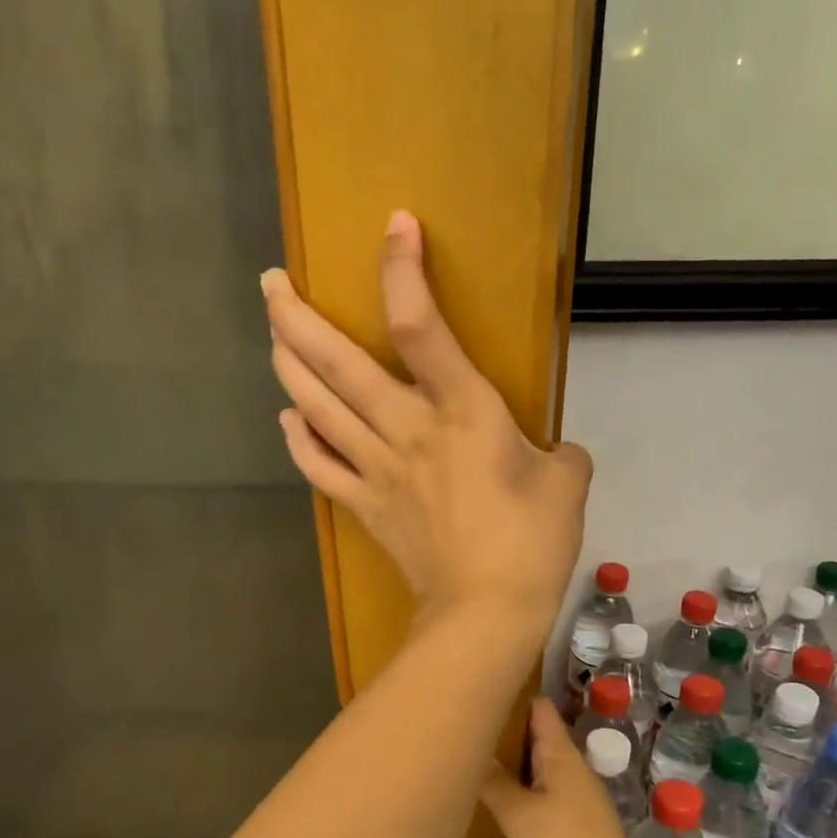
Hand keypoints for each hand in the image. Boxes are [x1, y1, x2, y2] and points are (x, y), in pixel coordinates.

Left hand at [263, 211, 590, 627]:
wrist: (485, 611)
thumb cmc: (531, 542)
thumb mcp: (566, 483)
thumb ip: (559, 454)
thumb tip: (551, 453)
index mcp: (462, 411)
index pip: (420, 326)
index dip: (402, 272)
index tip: (394, 226)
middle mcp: (407, 430)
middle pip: (338, 364)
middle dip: (297, 318)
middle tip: (270, 283)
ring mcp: (377, 469)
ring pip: (318, 409)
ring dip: (288, 367)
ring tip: (272, 336)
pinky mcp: (365, 506)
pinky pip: (320, 468)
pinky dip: (300, 441)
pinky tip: (288, 419)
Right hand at [481, 700, 649, 837]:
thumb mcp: (518, 815)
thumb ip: (494, 781)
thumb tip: (472, 750)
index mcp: (563, 757)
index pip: (542, 710)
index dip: (518, 695)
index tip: (485, 685)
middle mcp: (575, 771)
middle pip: (542, 738)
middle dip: (511, 730)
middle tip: (470, 724)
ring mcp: (580, 801)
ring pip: (544, 768)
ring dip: (517, 762)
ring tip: (479, 757)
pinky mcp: (579, 830)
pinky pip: (547, 794)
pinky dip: (525, 789)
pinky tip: (505, 801)